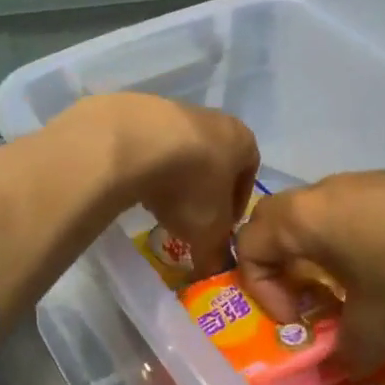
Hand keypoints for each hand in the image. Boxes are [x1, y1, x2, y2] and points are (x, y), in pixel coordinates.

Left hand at [71, 93, 260, 277]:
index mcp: (243, 140)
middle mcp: (214, 119)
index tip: (221, 228)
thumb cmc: (190, 185)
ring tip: (158, 205)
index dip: (236, 205)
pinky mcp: (139, 111)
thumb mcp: (209, 231)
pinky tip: (135, 184)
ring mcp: (175, 110)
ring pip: (182, 151)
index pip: (249, 174)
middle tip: (189, 220)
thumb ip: (216, 254)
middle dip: (203, 191)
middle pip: (214, 160)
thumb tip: (214, 274)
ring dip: (174, 178)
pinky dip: (147, 165)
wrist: (135, 142)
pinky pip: (150, 145)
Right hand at [236, 171, 384, 368]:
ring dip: (325, 253)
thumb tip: (340, 369)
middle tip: (312, 300)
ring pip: (324, 214)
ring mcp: (368, 180)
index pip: (248, 243)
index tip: (297, 320)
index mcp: (304, 218)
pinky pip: (362, 210)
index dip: (260, 289)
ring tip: (359, 290)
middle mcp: (327, 190)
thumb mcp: (377, 330)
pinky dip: (362, 239)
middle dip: (284, 264)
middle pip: (279, 220)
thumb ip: (346, 352)